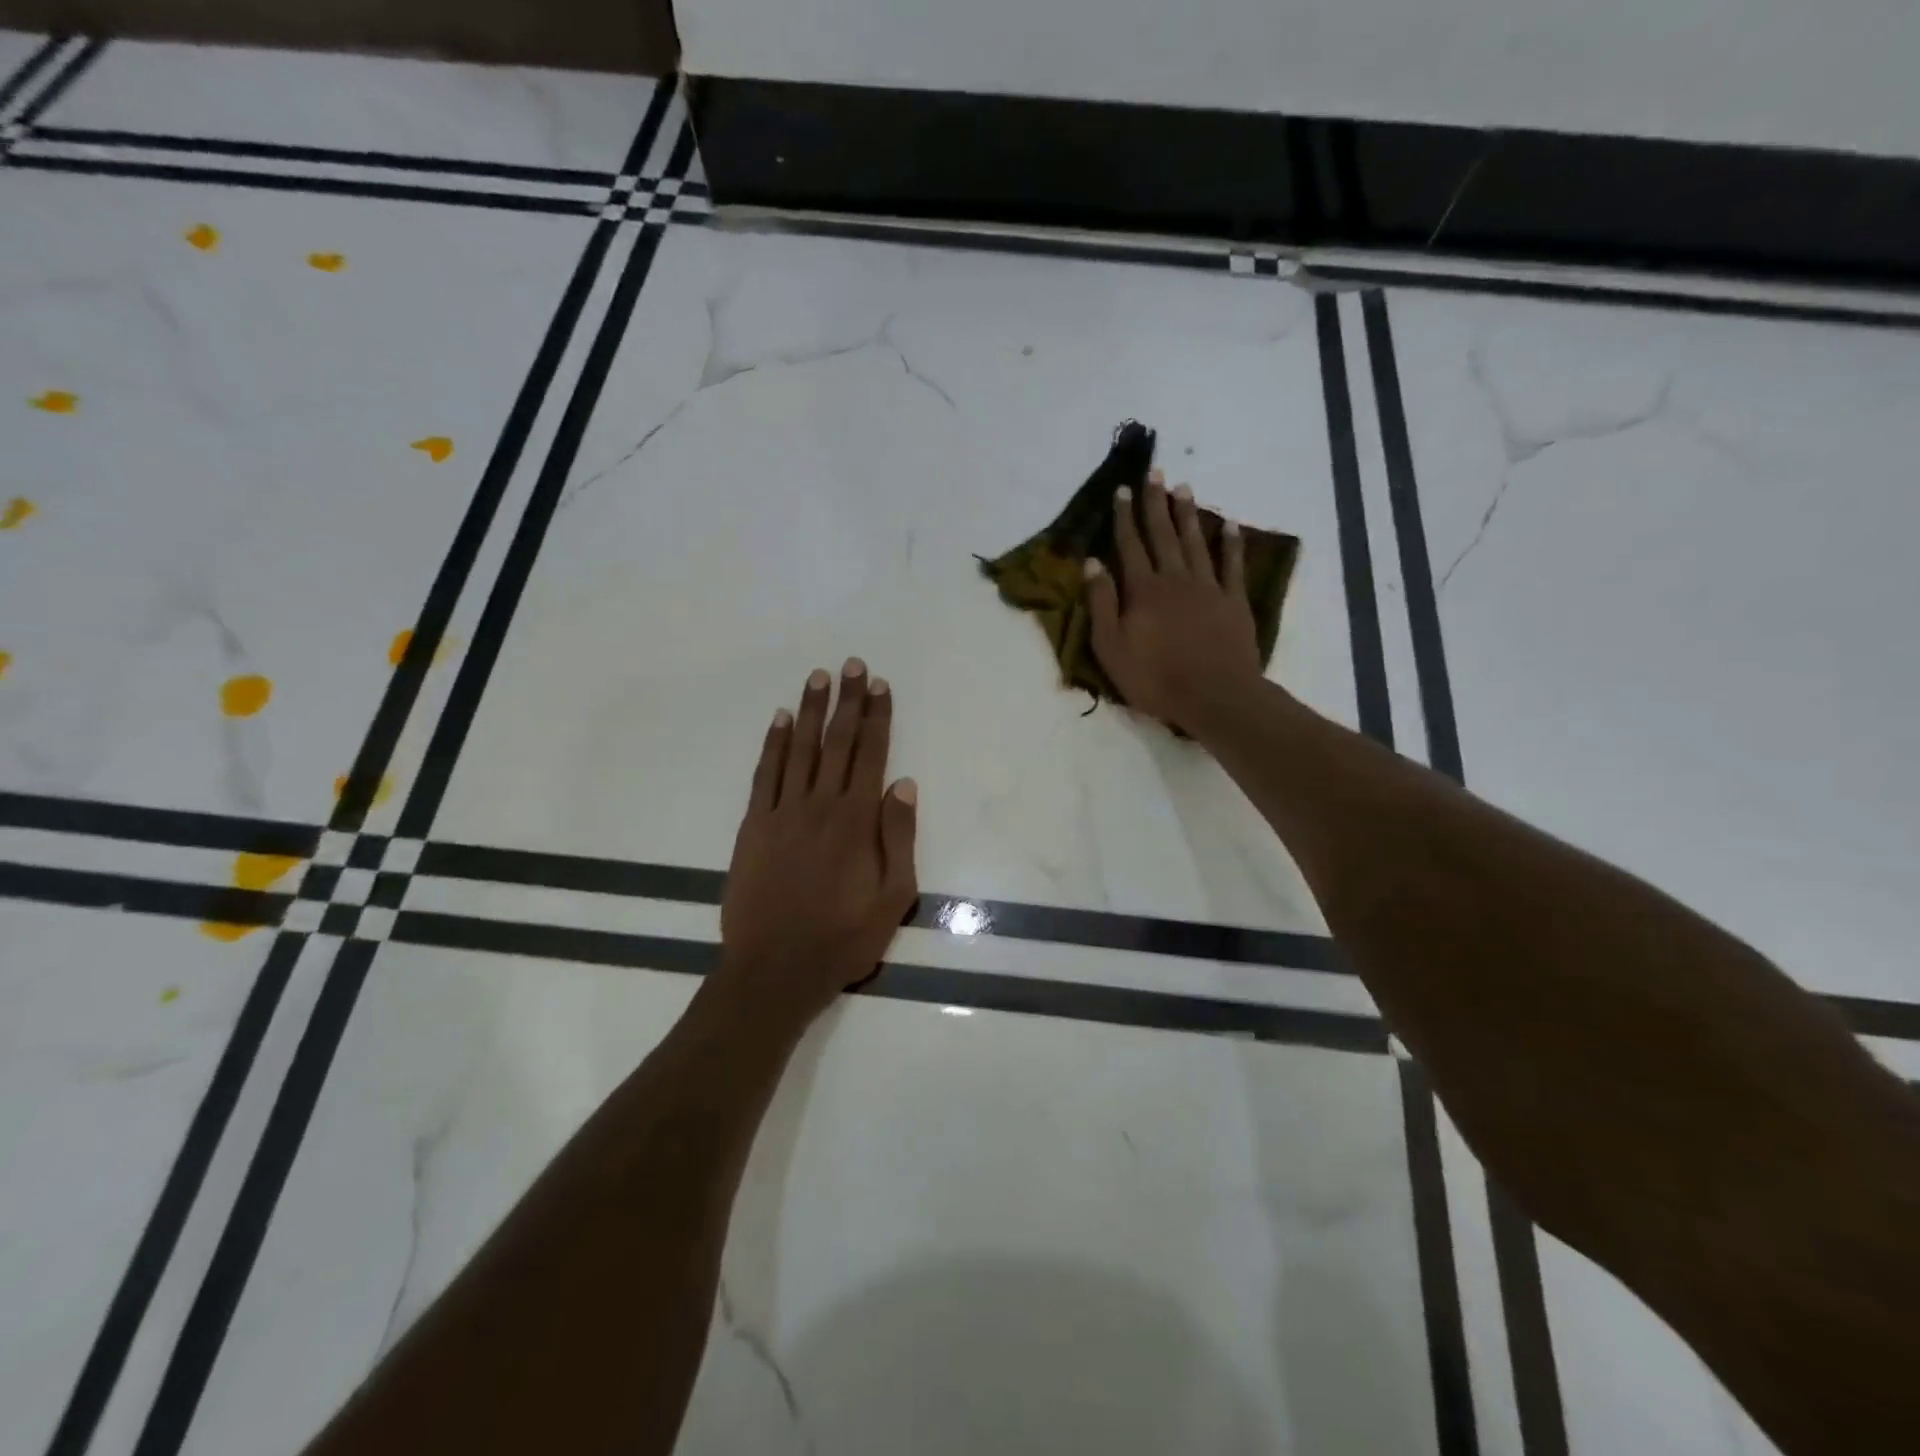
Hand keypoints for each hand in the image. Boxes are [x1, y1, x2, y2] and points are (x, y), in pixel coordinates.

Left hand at [717, 659, 918, 1025]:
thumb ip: (899, 837)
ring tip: (819, 676)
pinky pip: (765, 774)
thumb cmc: (844, 936)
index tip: (880, 685)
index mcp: (856, 820)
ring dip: (812, 710)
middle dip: (848, 701)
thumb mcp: (893, 896)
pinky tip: (781, 719)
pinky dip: (774, 744)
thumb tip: (902, 784)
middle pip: (838, 742)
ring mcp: (783, 812)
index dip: (877, 717)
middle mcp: (820, 804)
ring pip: (801, 749)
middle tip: (852, 665)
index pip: (871, 755)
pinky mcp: (754, 825)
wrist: (776, 967)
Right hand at [1085, 470, 1263, 735]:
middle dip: (1156, 503)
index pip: (1130, 545)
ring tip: (1183, 488)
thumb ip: (1102, 603)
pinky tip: (1228, 524)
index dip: (1124, 517)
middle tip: (1155, 473)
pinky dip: (1230, 543)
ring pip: (1195, 541)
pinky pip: (1232, 564)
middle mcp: (1175, 578)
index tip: (1122, 490)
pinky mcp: (1234, 600)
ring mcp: (1208, 587)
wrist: (1214, 696)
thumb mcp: (1111, 647)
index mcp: (1143, 590)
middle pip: (1163, 534)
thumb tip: (1092, 563)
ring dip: (1188, 514)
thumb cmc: (1154, 678)